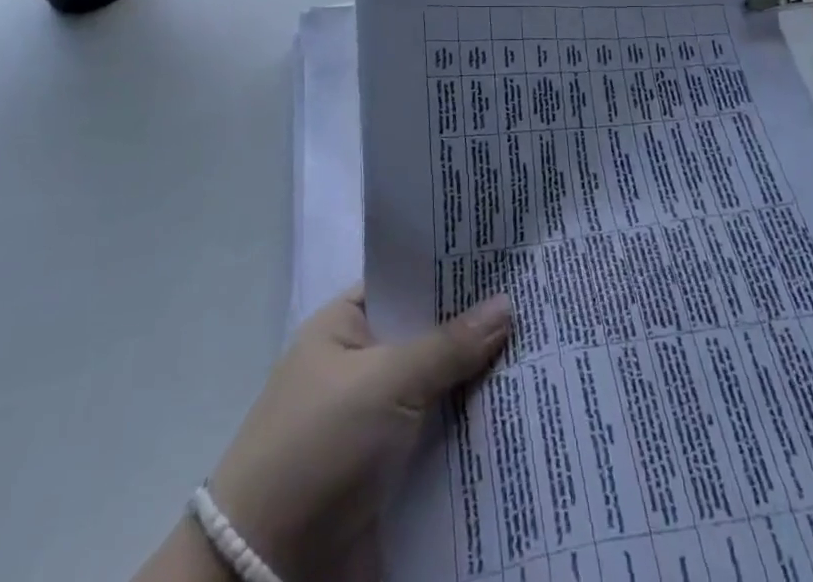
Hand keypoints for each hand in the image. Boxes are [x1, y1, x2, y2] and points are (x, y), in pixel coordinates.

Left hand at [208, 285, 511, 579]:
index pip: (409, 281)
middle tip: (540, 303)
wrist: (266, 569)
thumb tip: (507, 304)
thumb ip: (449, 345)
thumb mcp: (386, 382)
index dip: (453, 271)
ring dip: (481, 381)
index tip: (507, 260)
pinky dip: (473, 429)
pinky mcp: (391, 469)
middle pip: (430, 334)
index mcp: (347, 324)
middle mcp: (363, 363)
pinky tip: (522, 412)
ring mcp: (377, 418)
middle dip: (478, 327)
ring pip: (441, 387)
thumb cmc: (319, 445)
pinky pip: (441, 436)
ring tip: (547, 351)